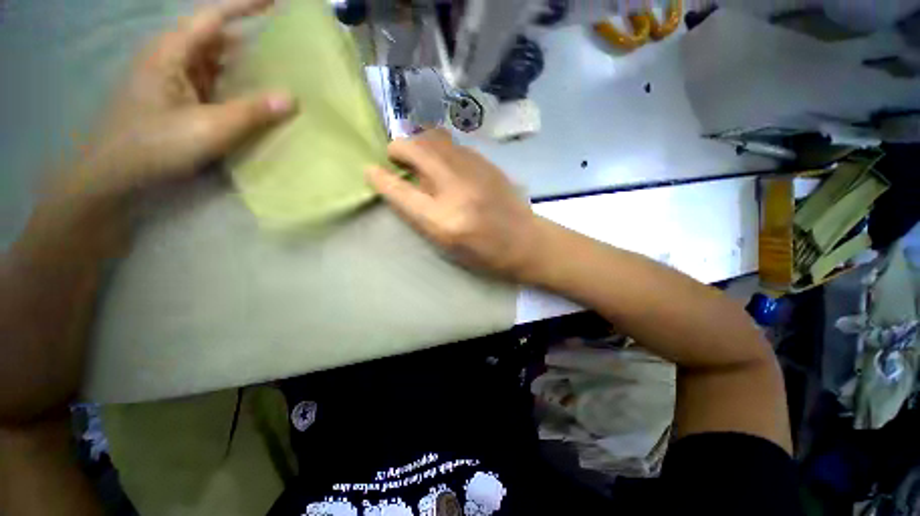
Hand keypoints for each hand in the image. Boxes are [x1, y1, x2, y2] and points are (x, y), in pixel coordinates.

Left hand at [69, 0, 294, 197]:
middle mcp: (171, 58)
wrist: (112, 173)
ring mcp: (172, 79)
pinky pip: (209, 82)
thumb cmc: (154, 145)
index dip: (244, 6)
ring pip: (213, 61)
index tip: (275, 3)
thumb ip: (251, 113)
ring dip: (241, 64)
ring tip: (276, 71)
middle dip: (248, 38)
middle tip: (284, 47)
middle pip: (214, 38)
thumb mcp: (208, 129)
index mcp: (172, 53)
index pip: (213, 18)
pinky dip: (232, 84)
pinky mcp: (174, 99)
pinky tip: (250, 96)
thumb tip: (292, 98)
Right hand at [366, 130, 544, 281]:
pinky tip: (445, 161)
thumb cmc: (483, 254)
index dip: (381, 179)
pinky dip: (441, 148)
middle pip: (417, 150)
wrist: (524, 241)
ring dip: (420, 143)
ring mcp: (475, 171)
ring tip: (420, 156)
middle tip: (396, 157)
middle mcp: (456, 190)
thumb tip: (405, 184)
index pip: (401, 192)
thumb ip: (422, 214)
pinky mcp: (487, 163)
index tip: (370, 170)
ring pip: (436, 138)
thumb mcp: (445, 245)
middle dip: (398, 148)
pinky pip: (455, 144)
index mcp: (443, 220)